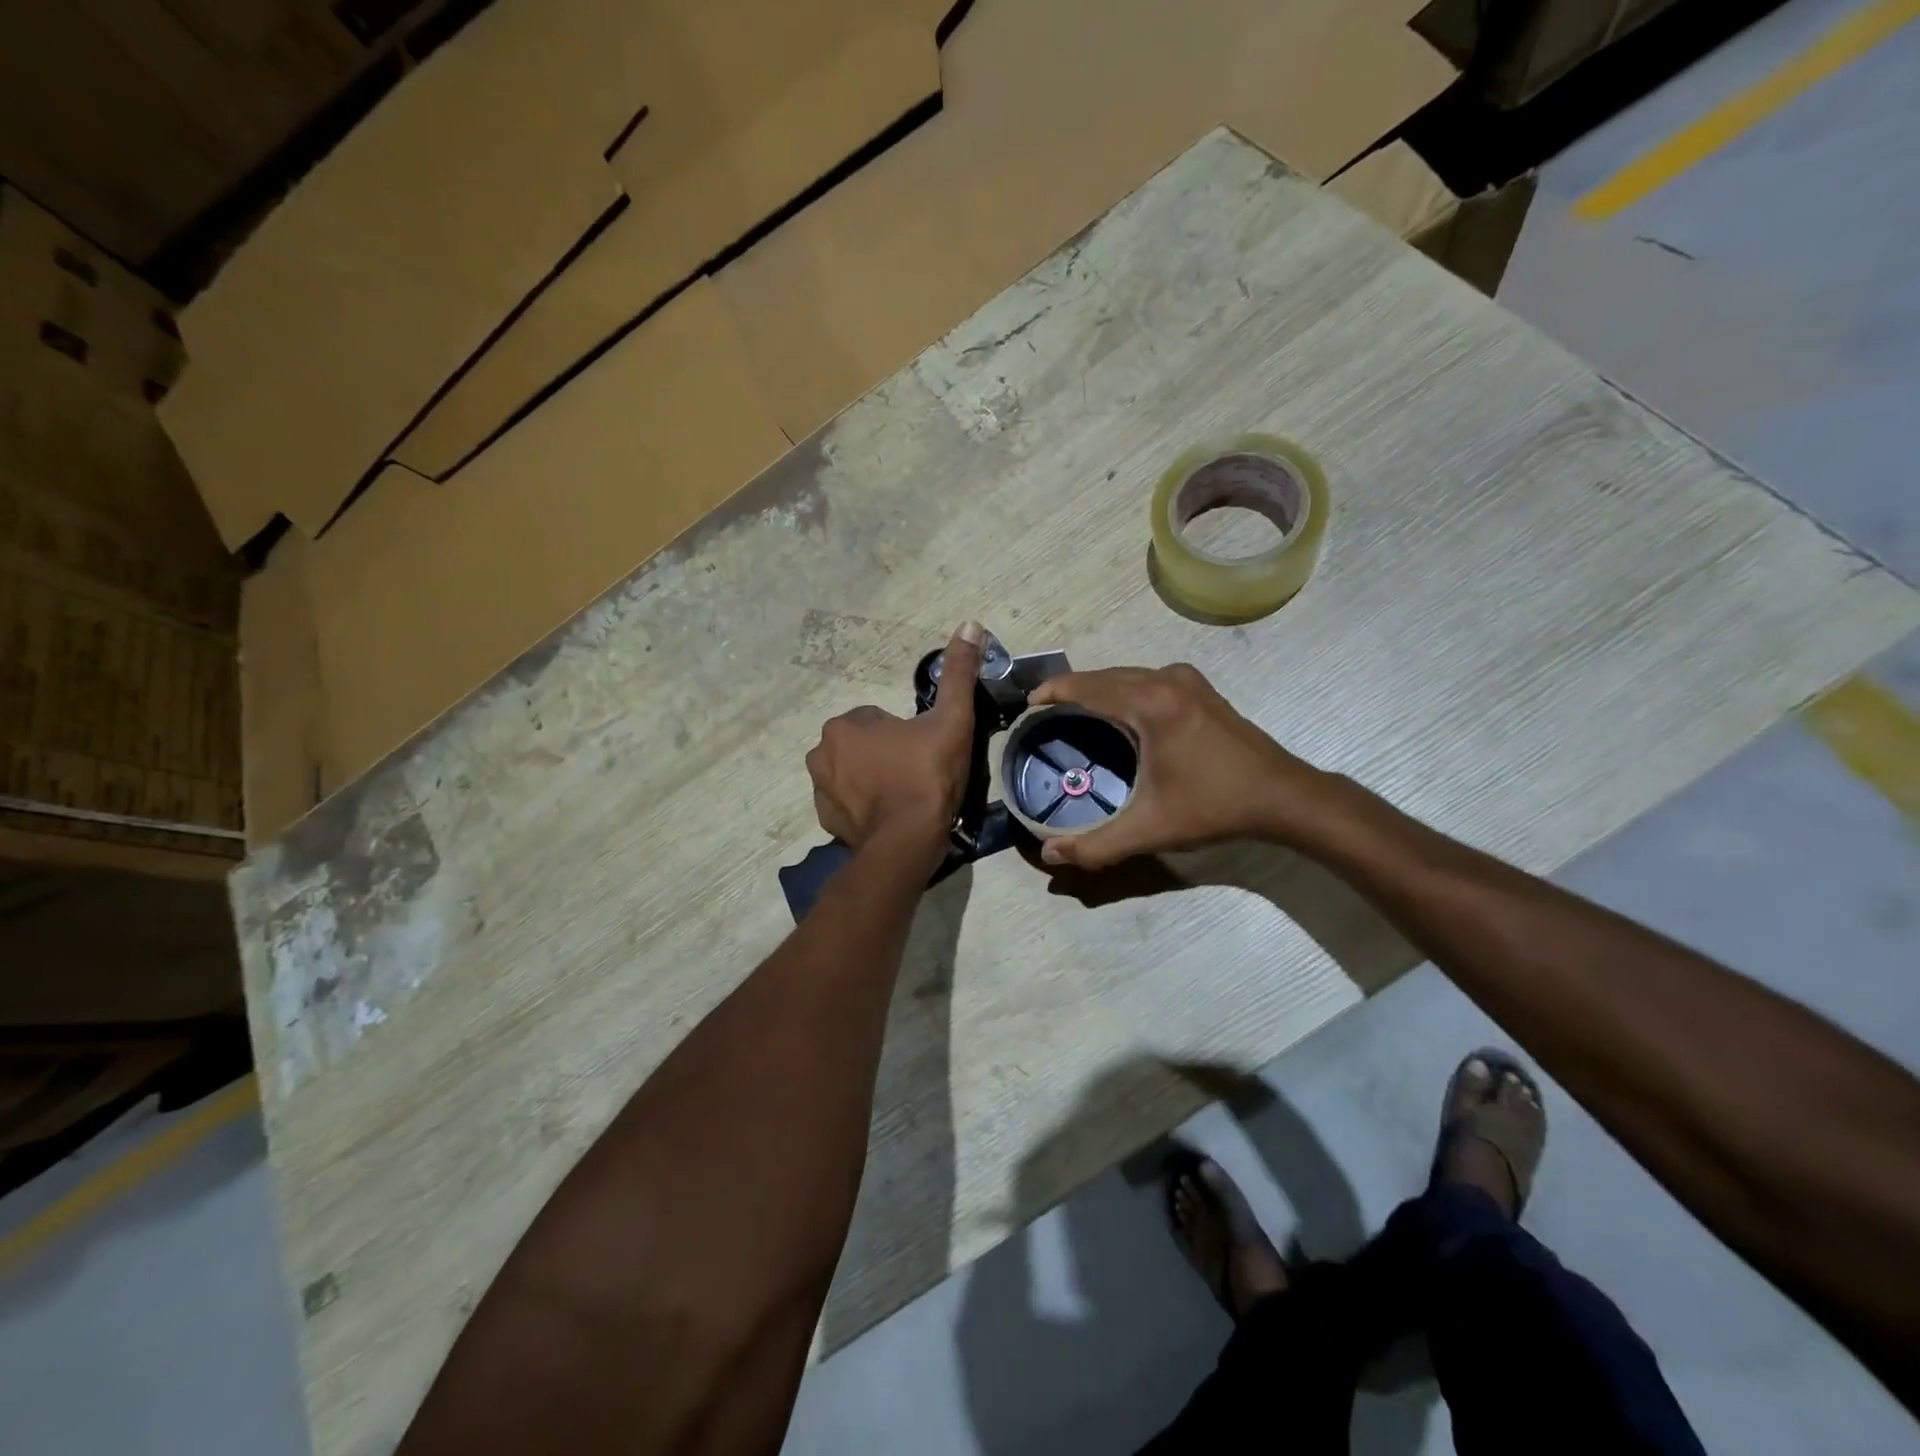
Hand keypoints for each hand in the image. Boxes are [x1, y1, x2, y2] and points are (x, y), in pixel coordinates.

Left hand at [806, 622, 984, 851]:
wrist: (908, 842)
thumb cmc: (927, 776)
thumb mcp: (951, 720)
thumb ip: (958, 673)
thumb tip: (970, 624)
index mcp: (845, 725)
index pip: (877, 719)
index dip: (905, 735)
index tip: (924, 753)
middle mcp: (820, 753)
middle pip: (863, 746)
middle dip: (885, 755)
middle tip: (917, 775)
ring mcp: (820, 790)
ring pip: (852, 774)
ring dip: (873, 780)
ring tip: (905, 798)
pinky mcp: (825, 821)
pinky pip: (846, 804)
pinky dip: (864, 808)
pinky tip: (890, 817)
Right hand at [1025, 663, 1328, 868]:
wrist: (1282, 796)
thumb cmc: (1214, 807)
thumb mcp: (1151, 829)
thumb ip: (1097, 845)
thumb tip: (1049, 855)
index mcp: (1150, 704)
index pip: (1087, 686)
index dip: (1052, 691)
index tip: (1027, 706)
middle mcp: (1166, 680)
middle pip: (1104, 676)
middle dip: (1071, 690)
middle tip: (1044, 714)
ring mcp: (1186, 680)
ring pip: (1126, 675)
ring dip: (1097, 688)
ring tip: (1072, 712)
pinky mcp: (1200, 689)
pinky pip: (1146, 679)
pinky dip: (1123, 689)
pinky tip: (1116, 713)